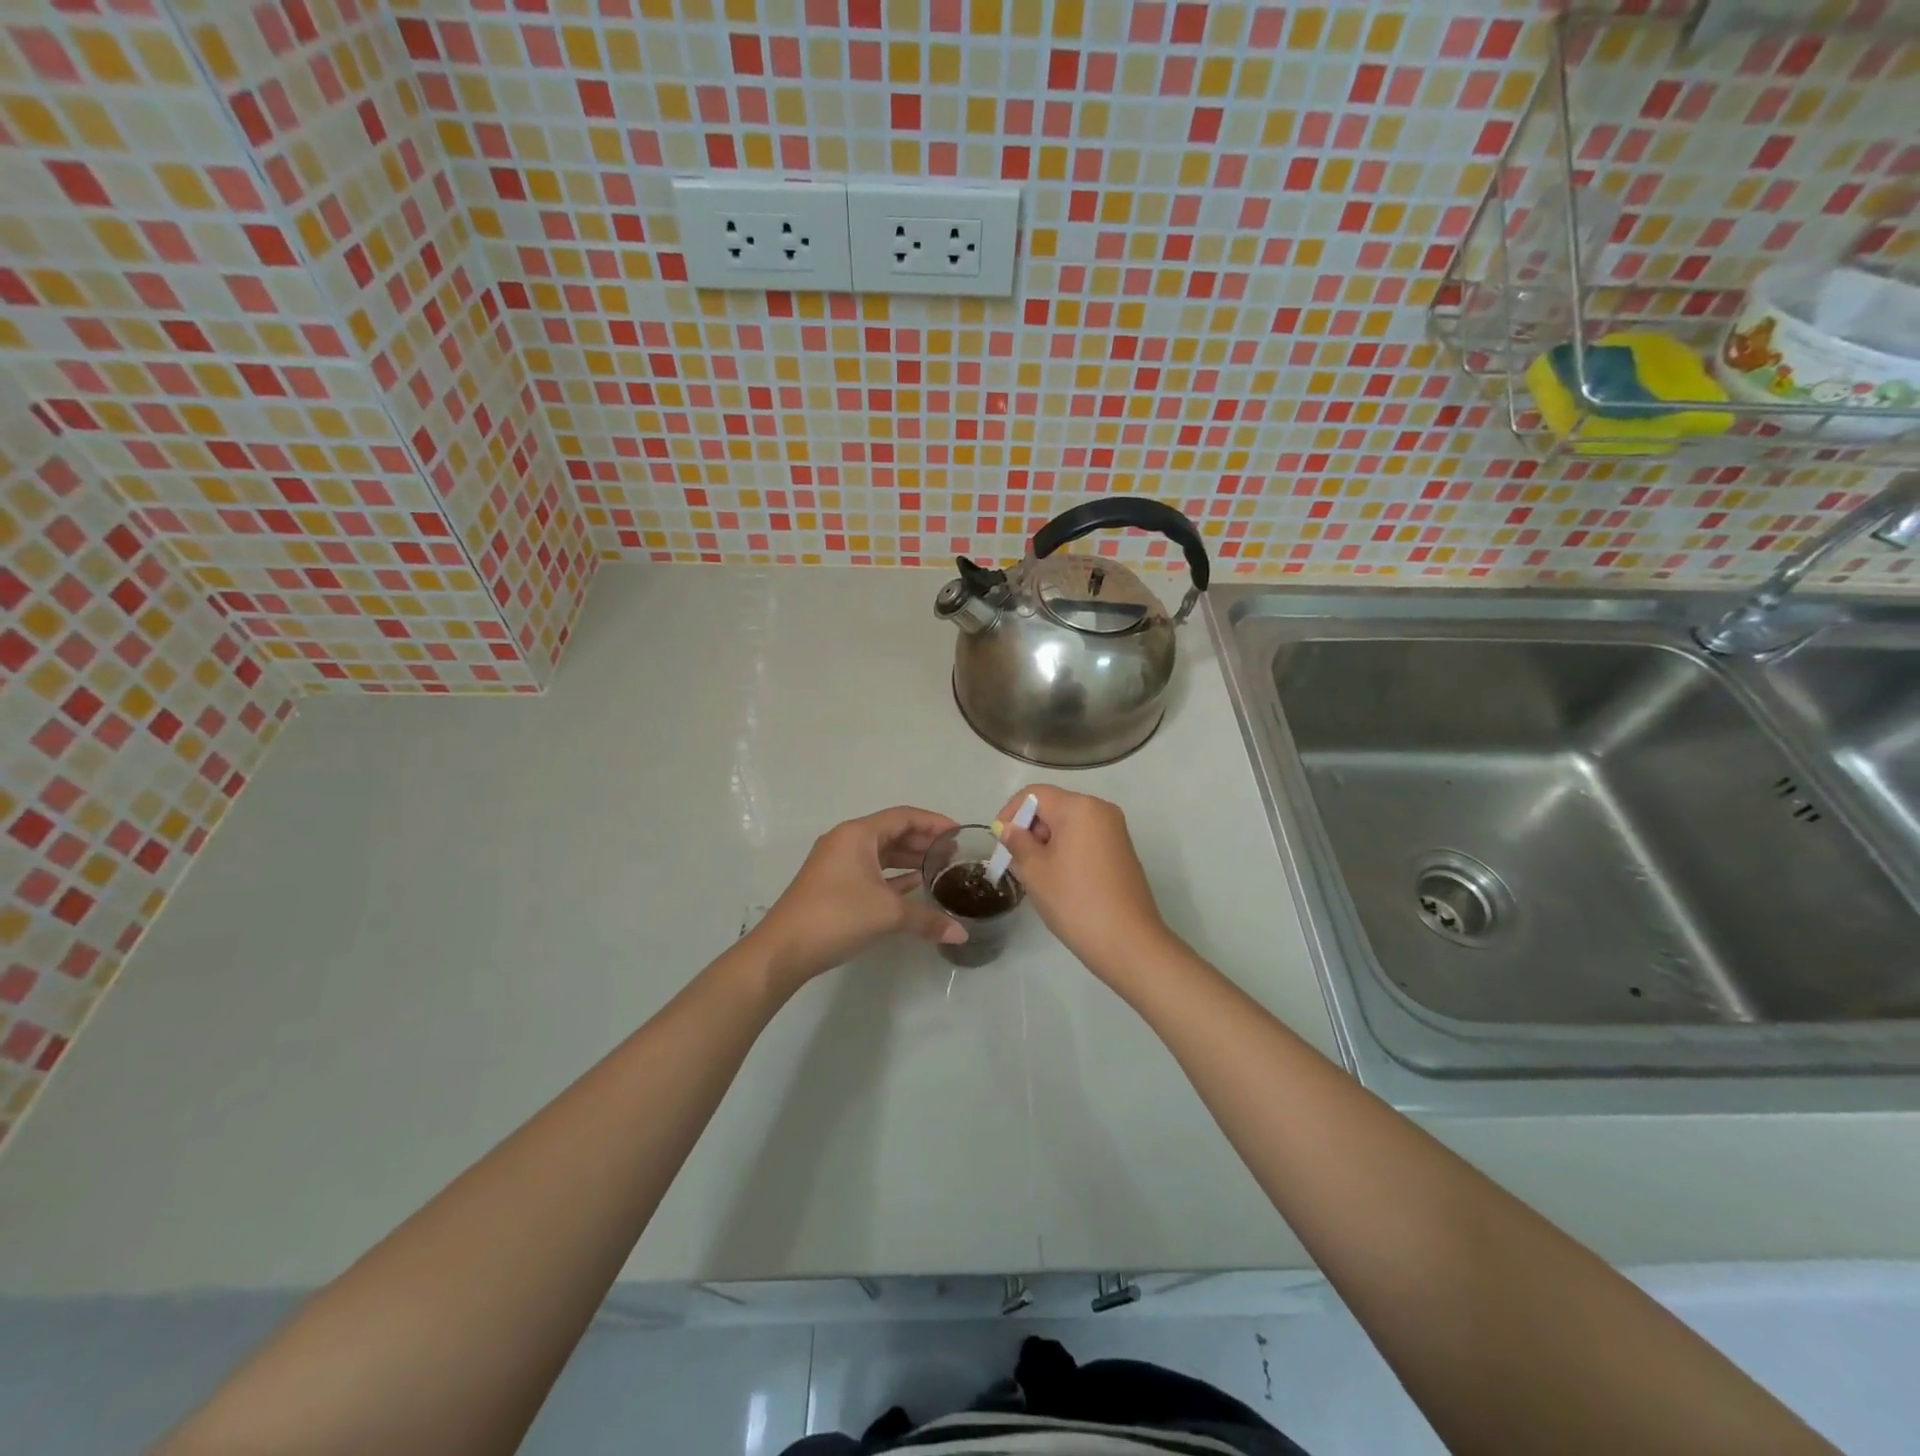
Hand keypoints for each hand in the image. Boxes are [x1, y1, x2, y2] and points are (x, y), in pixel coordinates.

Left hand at [750, 806, 967, 992]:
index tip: (959, 833)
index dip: (934, 822)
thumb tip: (962, 935)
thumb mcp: (888, 914)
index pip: (903, 817)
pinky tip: (914, 886)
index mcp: (858, 834)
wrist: (784, 950)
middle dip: (923, 841)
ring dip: (909, 859)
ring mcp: (836, 864)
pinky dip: (892, 876)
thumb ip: (927, 919)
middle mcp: (846, 842)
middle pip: (892, 833)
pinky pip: (870, 871)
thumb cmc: (837, 916)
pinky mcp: (832, 886)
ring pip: (881, 853)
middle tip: (953, 853)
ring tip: (938, 869)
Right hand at [994, 785, 1174, 980]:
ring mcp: (1115, 831)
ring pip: (1069, 825)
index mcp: (1079, 807)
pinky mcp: (1122, 851)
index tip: (999, 842)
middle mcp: (1101, 810)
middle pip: (1053, 807)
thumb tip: (1008, 828)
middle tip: (1014, 863)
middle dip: (1029, 829)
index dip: (1010, 812)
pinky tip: (1059, 880)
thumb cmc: (1075, 901)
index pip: (1034, 794)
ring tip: (1035, 875)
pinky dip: (1066, 851)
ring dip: (1046, 842)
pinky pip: (1085, 839)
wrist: (1128, 942)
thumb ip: (1017, 842)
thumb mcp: (1035, 871)